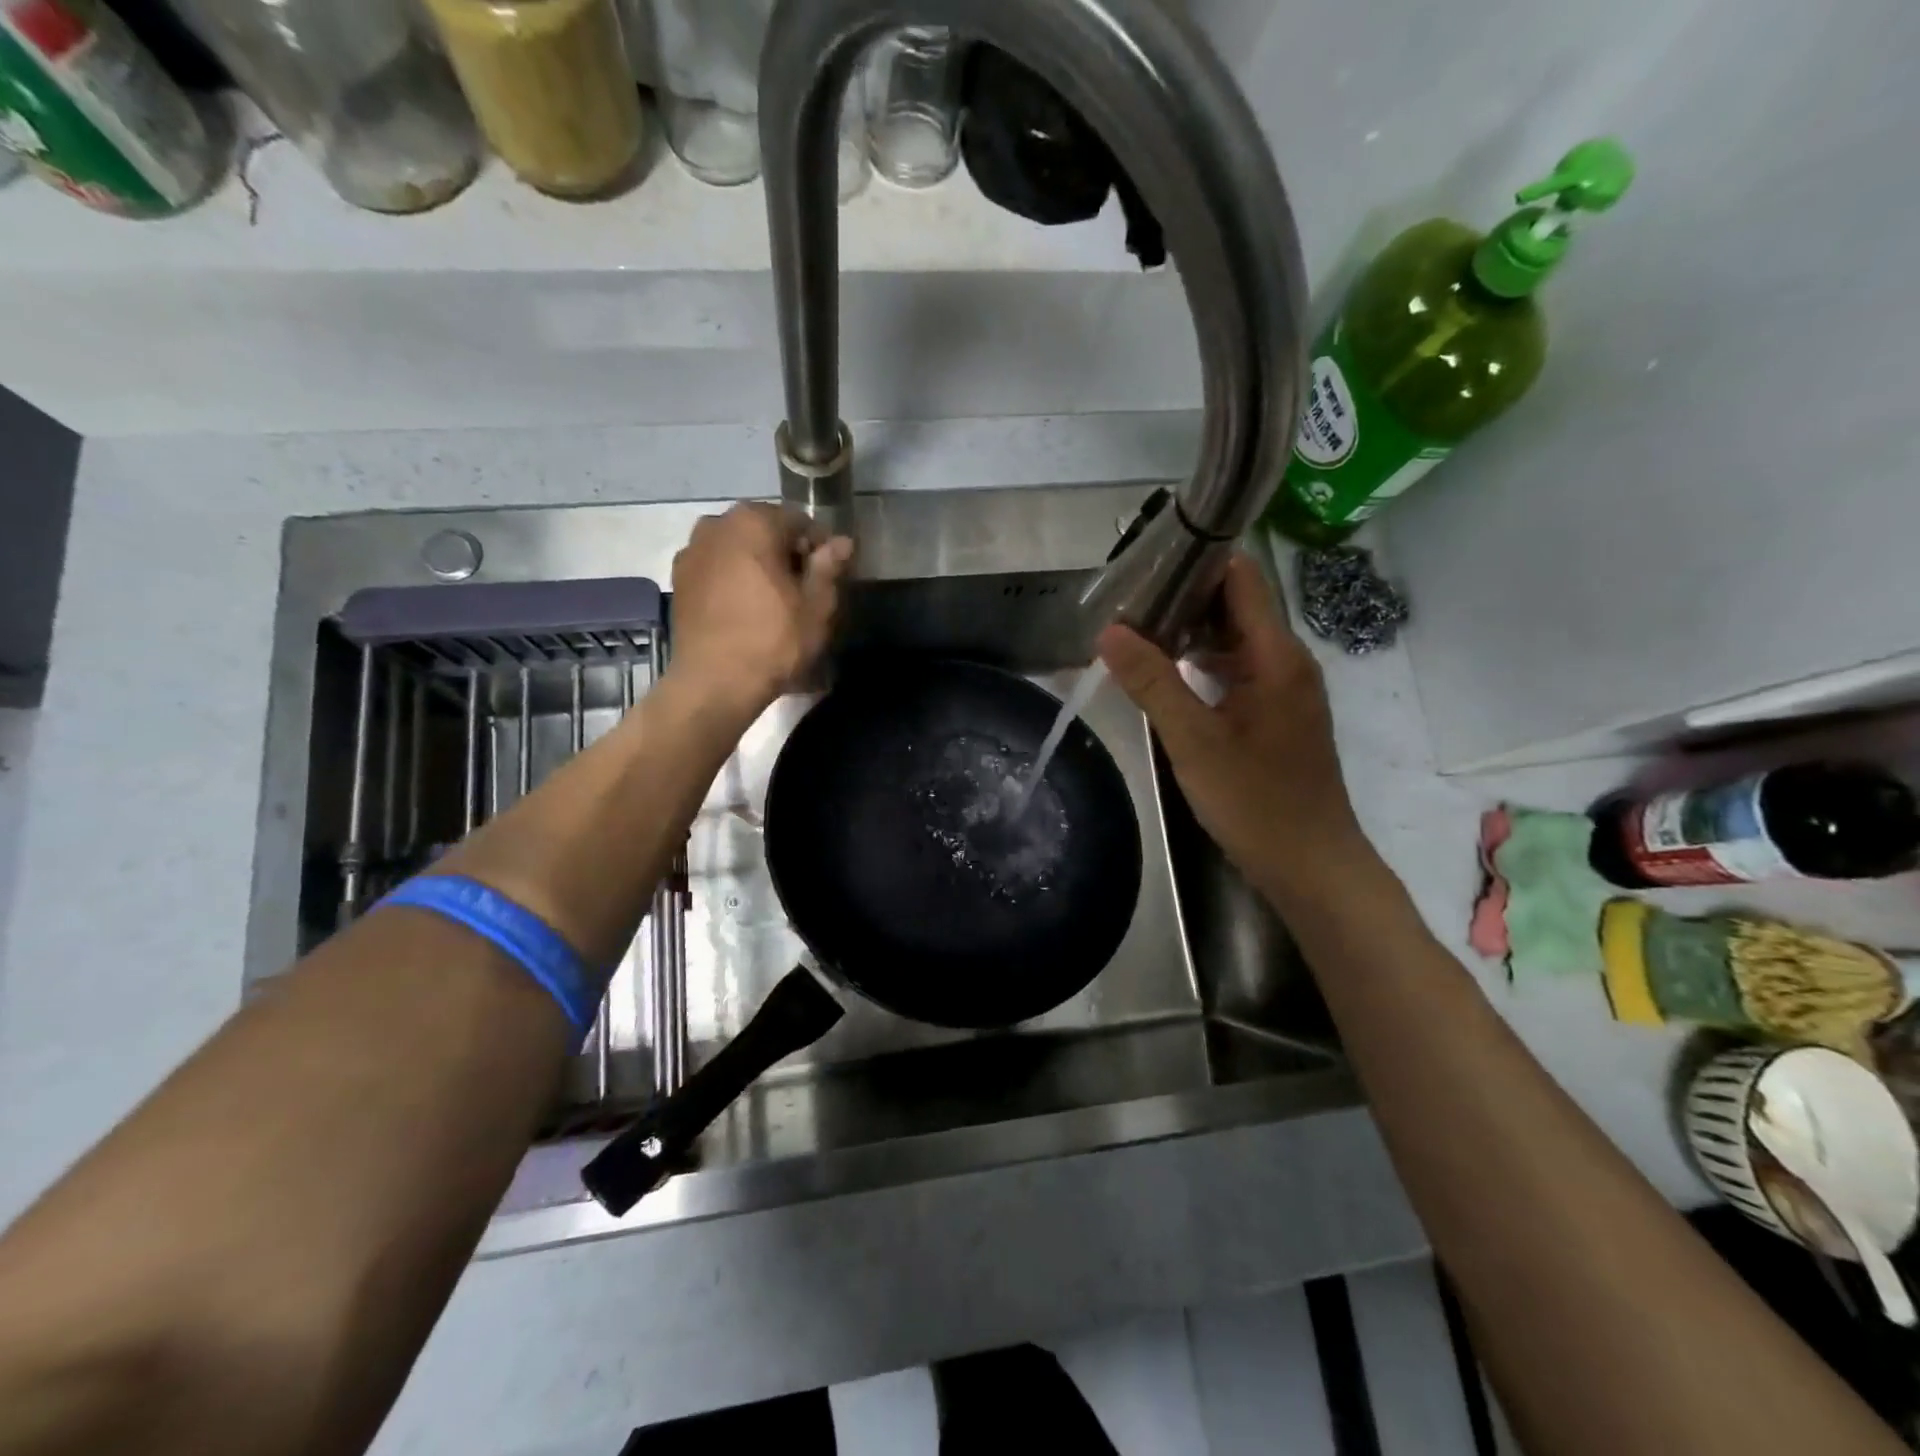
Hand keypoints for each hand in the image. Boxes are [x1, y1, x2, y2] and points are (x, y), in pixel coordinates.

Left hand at [669, 503, 852, 716]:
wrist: (714, 682)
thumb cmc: (773, 640)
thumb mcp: (816, 606)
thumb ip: (828, 566)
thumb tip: (842, 542)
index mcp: (754, 522)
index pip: (799, 521)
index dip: (820, 548)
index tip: (829, 577)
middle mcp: (717, 524)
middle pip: (764, 531)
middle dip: (786, 553)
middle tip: (803, 591)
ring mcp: (692, 551)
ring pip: (738, 548)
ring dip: (758, 565)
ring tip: (773, 601)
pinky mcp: (679, 579)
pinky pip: (717, 567)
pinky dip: (733, 579)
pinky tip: (745, 609)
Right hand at [1097, 552, 1374, 904]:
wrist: (1311, 865)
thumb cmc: (1256, 801)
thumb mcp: (1194, 741)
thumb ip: (1152, 683)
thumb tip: (1109, 631)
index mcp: (1275, 656)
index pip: (1241, 578)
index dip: (1198, 561)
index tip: (1145, 565)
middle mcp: (1285, 662)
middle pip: (1236, 606)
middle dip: (1183, 598)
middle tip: (1126, 601)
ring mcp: (1283, 690)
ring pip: (1234, 641)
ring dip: (1190, 633)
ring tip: (1135, 632)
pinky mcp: (1275, 715)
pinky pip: (1236, 671)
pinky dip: (1202, 665)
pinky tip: (1166, 677)